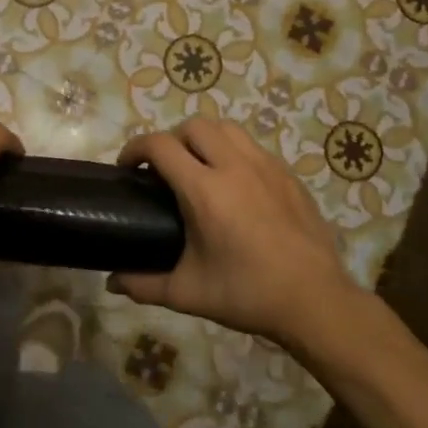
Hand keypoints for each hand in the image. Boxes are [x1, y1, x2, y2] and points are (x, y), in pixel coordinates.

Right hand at [111, 117, 351, 346]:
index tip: (127, 167)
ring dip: (205, 139)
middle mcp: (235, 166)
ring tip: (199, 168)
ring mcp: (266, 167)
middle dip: (171, 139)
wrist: (315, 301)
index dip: (135, 148)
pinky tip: (236, 186)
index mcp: (204, 190)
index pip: (160, 145)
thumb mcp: (188, 293)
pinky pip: (254, 148)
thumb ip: (144, 285)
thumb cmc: (247, 294)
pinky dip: (234, 154)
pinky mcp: (289, 176)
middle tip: (164, 169)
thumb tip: (113, 282)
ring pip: (228, 129)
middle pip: (194, 126)